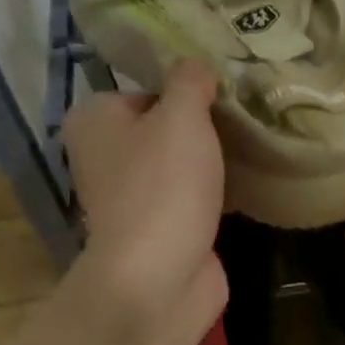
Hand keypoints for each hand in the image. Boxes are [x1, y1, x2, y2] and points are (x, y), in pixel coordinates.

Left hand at [60, 61, 227, 344]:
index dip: (186, 93)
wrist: (159, 277)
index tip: (224, 97)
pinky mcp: (158, 232)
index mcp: (94, 120)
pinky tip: (246, 187)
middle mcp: (103, 158)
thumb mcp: (182, 116)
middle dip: (201, 129)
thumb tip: (197, 66)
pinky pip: (190, 201)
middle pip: (163, 130)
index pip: (146, 91)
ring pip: (178, 167)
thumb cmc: (163, 187)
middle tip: (242, 122)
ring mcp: (130, 200)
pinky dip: (214, 196)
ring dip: (210, 164)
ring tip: (249, 150)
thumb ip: (190, 81)